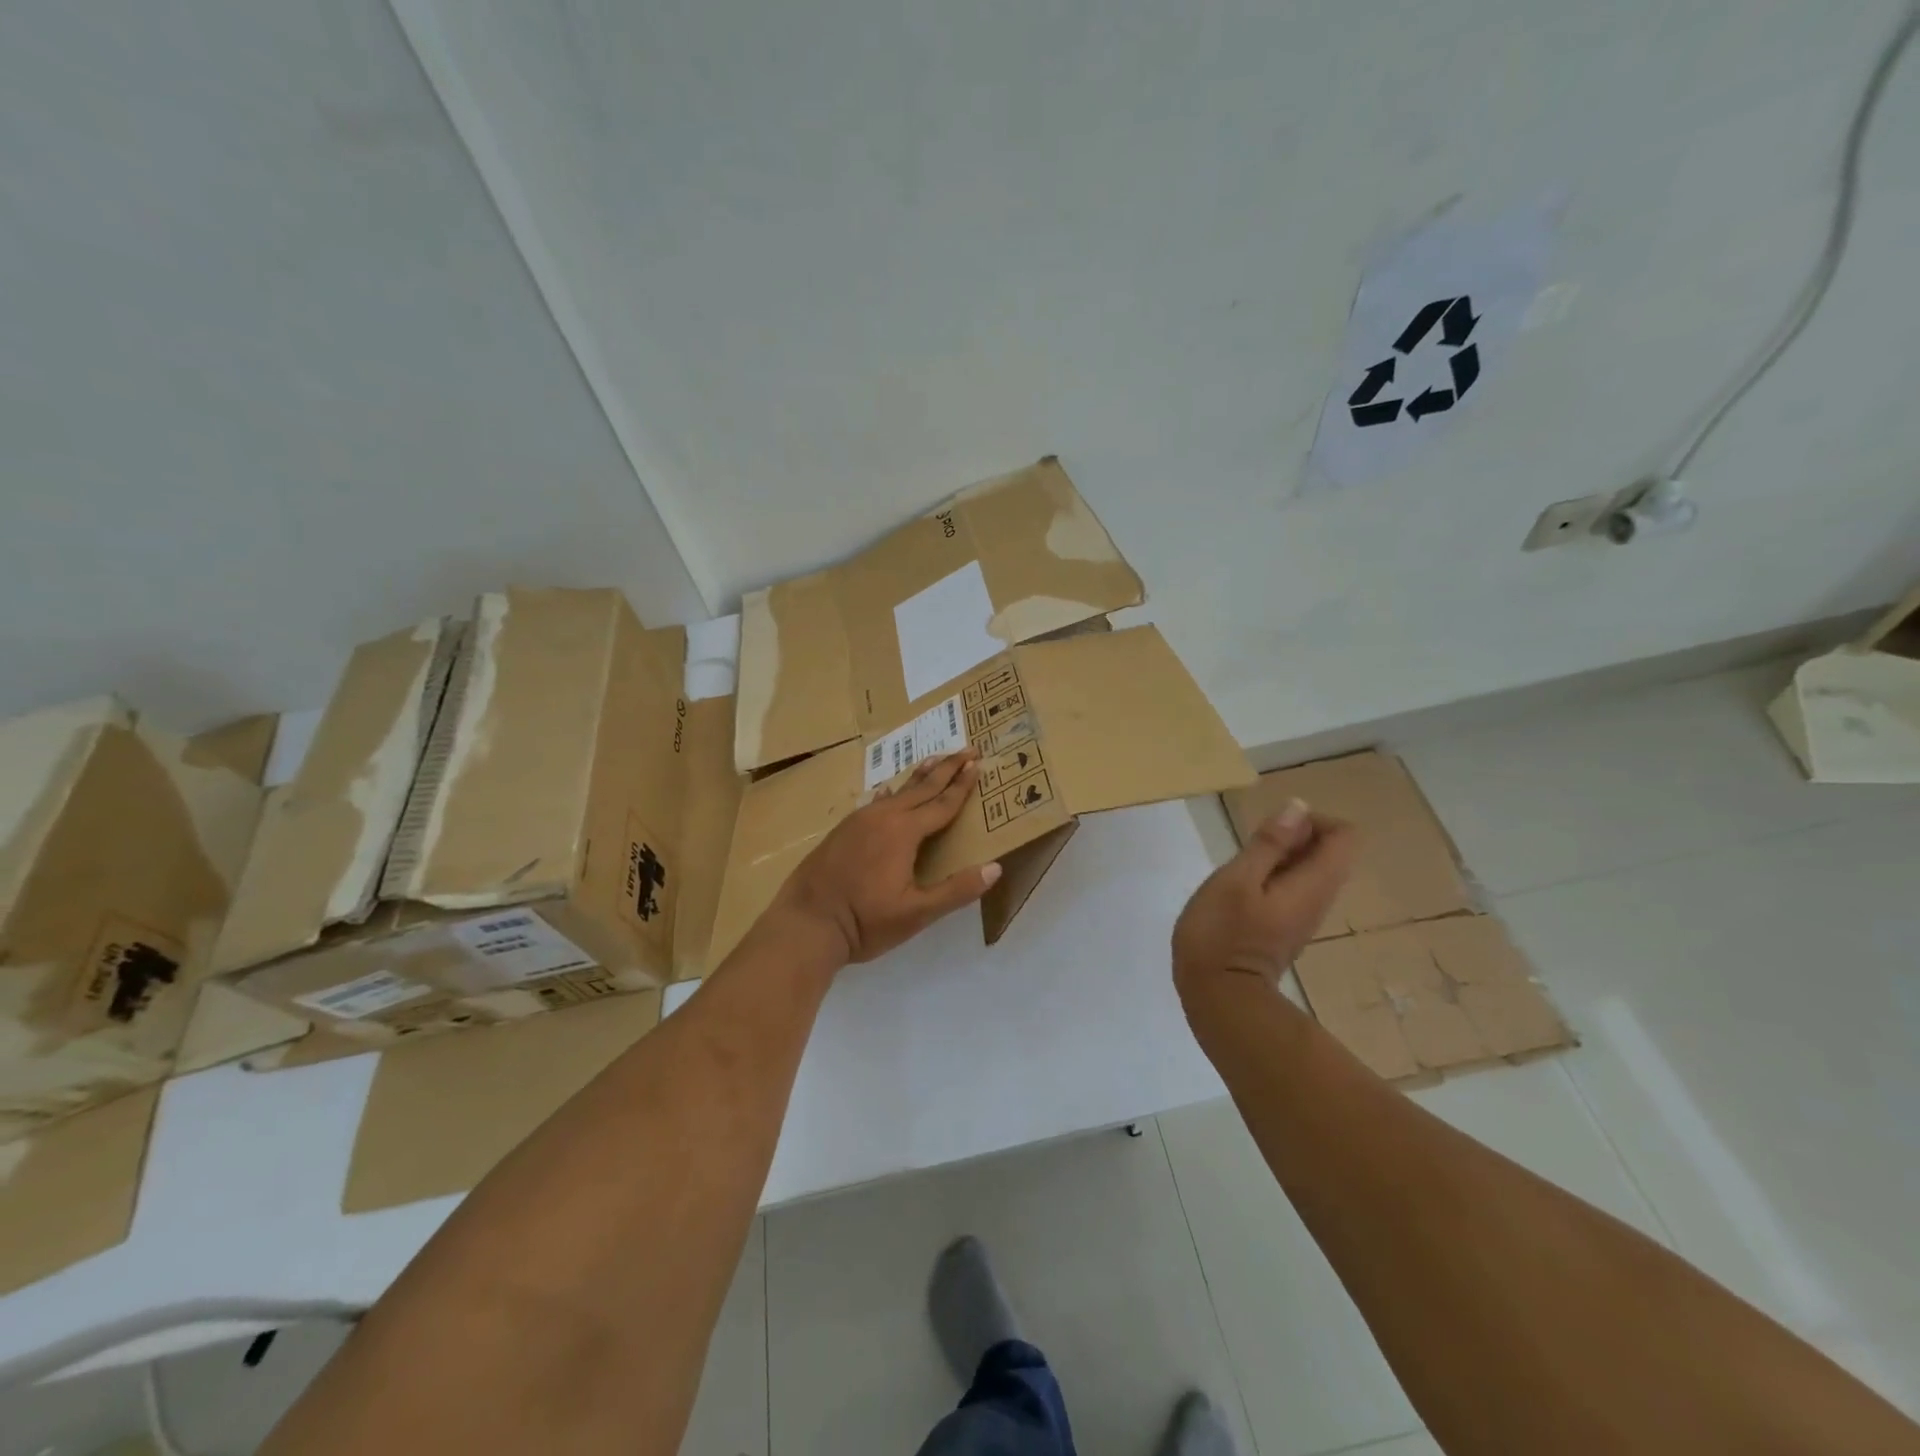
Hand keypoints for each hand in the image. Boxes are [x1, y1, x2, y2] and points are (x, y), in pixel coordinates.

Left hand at [772, 750, 1002, 965]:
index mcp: (904, 832)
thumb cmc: (865, 921)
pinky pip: (876, 802)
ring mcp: (859, 820)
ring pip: (897, 792)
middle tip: (967, 749)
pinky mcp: (843, 829)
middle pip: (922, 788)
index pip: (942, 804)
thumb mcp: (917, 913)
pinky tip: (888, 790)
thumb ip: (956, 890)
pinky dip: (891, 793)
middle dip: (947, 768)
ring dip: (919, 776)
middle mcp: (883, 817)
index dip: (962, 785)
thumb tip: (996, 868)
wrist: (805, 923)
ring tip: (935, 760)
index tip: (978, 764)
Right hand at [1173, 799, 1356, 993]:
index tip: (1273, 830)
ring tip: (1241, 868)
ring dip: (1278, 857)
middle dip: (1293, 837)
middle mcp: (1319, 899)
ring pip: (1308, 870)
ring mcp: (1303, 916)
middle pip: (1329, 852)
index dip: (1313, 821)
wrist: (1218, 997)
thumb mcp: (1237, 879)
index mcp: (1314, 884)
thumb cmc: (1222, 934)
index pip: (1345, 836)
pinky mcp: (1285, 927)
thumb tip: (1298, 809)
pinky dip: (1270, 877)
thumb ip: (1268, 844)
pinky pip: (1292, 889)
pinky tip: (1239, 890)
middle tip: (1251, 849)